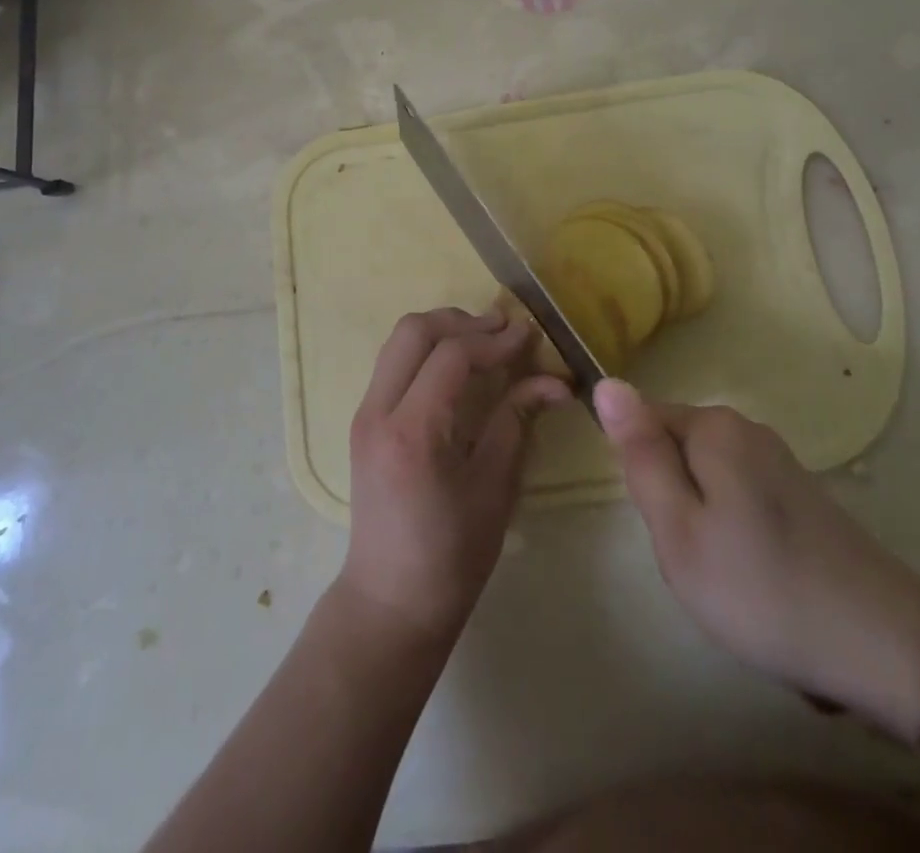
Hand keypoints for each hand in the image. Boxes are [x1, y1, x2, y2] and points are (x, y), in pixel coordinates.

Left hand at [337, 308, 570, 645]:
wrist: (389, 599)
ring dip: (442, 330)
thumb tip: (555, 380)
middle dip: (462, 321)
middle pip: (413, 331)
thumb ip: (517, 421)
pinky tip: (457, 364)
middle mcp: (378, 411)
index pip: (451, 356)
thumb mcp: (495, 489)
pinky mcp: (364, 420)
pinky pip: (393, 363)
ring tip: (484, 340)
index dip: (494, 340)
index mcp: (412, 432)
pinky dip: (426, 349)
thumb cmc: (451, 556)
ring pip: (398, 341)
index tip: (529, 335)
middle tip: (503, 329)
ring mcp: (364, 413)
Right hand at [594, 379, 919, 734]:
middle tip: (690, 557)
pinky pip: (738, 496)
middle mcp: (746, 427)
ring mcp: (778, 460)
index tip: (661, 524)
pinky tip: (756, 576)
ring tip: (723, 574)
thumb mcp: (678, 529)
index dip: (640, 474)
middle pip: (676, 449)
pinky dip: (734, 532)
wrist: (885, 647)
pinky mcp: (801, 493)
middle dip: (670, 499)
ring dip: (701, 519)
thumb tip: (606, 383)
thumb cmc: (761, 588)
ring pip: (706, 477)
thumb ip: (640, 454)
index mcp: (713, 426)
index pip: (643, 420)